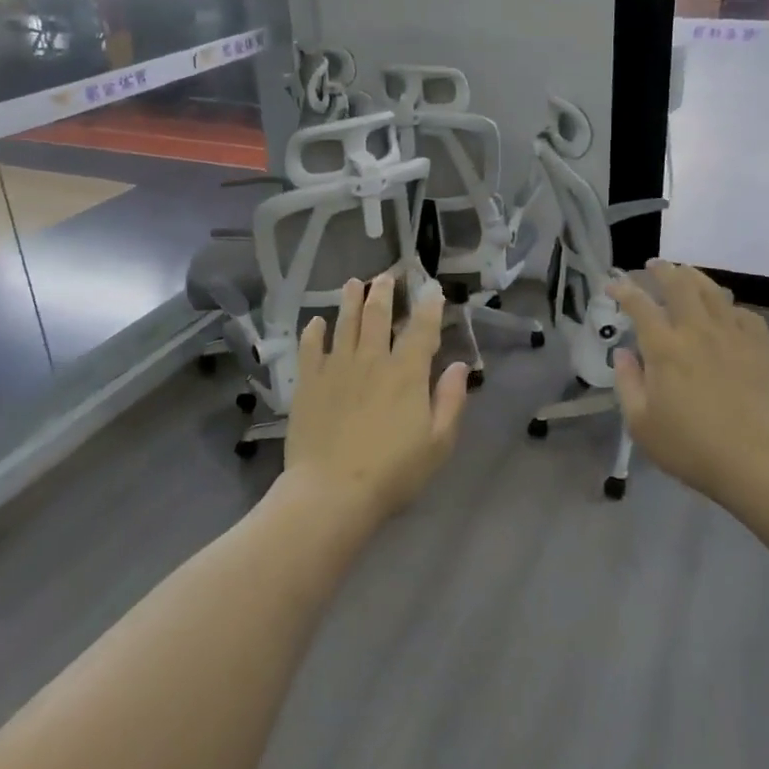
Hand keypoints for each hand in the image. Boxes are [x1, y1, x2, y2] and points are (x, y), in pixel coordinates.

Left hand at [282, 274, 469, 526]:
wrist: (332, 492)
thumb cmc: (393, 472)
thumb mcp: (438, 443)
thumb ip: (450, 400)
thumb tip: (459, 366)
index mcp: (406, 373)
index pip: (421, 329)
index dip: (428, 306)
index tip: (431, 288)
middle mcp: (372, 360)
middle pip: (377, 316)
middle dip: (384, 292)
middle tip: (386, 276)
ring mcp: (336, 368)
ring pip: (344, 323)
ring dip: (350, 301)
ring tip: (353, 283)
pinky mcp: (308, 382)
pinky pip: (310, 348)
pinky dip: (313, 332)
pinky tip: (315, 322)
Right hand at [610, 260, 768, 505]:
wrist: (759, 462)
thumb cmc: (692, 447)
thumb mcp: (641, 424)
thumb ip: (627, 383)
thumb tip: (624, 354)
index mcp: (664, 347)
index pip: (639, 305)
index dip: (623, 290)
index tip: (613, 286)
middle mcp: (697, 330)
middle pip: (679, 284)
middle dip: (663, 270)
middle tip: (653, 266)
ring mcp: (733, 335)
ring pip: (712, 291)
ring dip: (694, 277)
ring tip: (685, 273)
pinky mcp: (761, 347)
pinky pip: (743, 313)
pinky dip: (728, 305)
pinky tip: (725, 311)